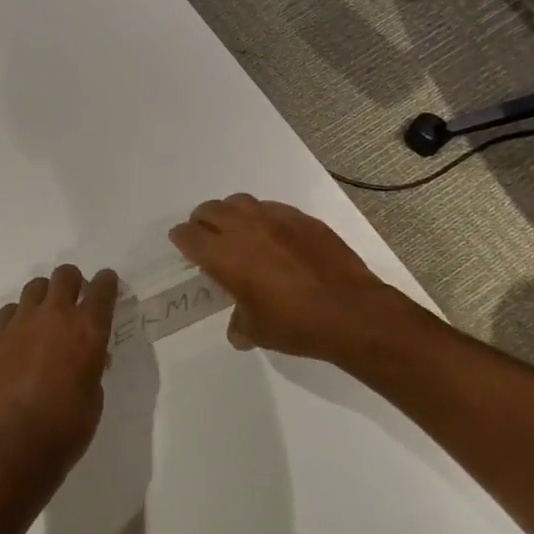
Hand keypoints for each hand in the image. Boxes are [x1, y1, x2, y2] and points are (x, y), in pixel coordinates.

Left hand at [0, 264, 119, 478]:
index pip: (103, 288)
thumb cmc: (67, 427)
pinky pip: (8, 312)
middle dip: (73, 283)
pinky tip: (17, 339)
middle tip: (73, 300)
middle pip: (65, 275)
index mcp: (88, 329)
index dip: (107, 283)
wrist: (16, 446)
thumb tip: (86, 355)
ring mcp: (20, 322)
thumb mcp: (95, 394)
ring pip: (34, 287)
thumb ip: (92, 364)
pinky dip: (17, 319)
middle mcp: (55, 315)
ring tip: (43, 321)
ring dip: (44, 298)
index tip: (106, 287)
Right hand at [170, 195, 419, 361]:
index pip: (189, 236)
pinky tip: (274, 237)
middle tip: (206, 237)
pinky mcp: (303, 219)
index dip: (181, 239)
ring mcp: (276, 218)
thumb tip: (237, 329)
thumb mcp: (258, 331)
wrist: (351, 311)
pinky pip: (272, 208)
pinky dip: (263, 217)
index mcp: (224, 256)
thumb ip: (240, 324)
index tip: (183, 245)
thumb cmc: (296, 325)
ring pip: (240, 202)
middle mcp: (245, 229)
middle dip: (202, 222)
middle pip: (210, 211)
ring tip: (238, 231)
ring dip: (231, 214)